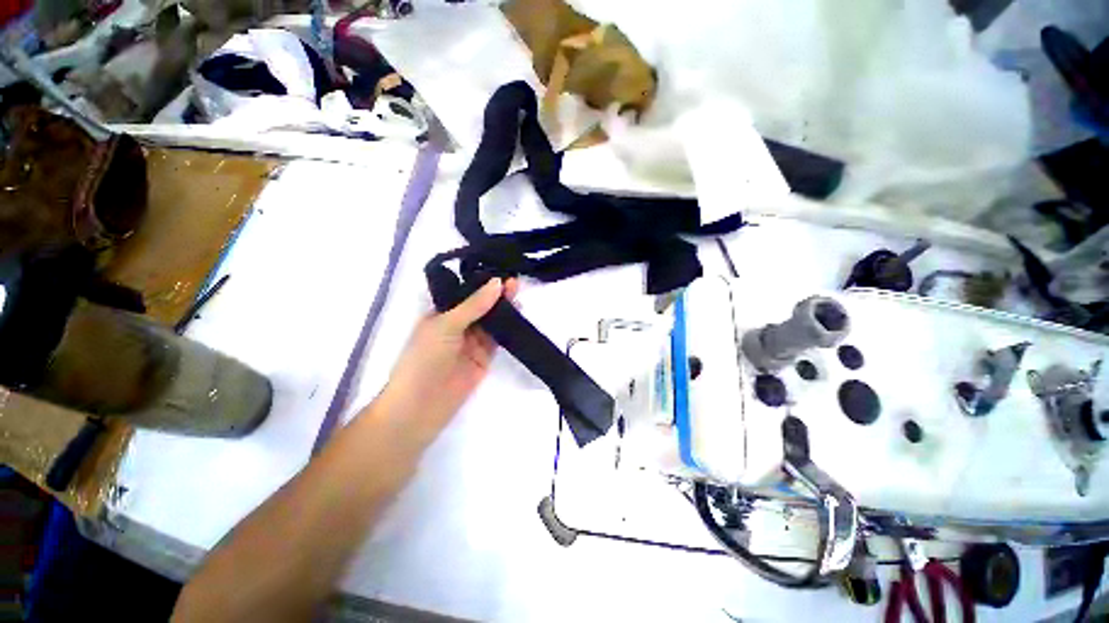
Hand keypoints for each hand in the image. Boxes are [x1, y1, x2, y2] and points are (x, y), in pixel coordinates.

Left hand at [378, 277, 518, 444]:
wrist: (421, 406)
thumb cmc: (424, 359)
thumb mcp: (446, 325)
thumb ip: (474, 305)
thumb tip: (498, 282)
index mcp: (441, 314)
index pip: (465, 293)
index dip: (482, 283)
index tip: (501, 271)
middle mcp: (458, 325)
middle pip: (481, 306)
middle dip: (496, 294)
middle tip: (515, 282)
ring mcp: (472, 342)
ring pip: (492, 320)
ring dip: (504, 309)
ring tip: (520, 293)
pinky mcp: (485, 357)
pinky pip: (499, 338)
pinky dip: (509, 327)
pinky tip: (519, 315)